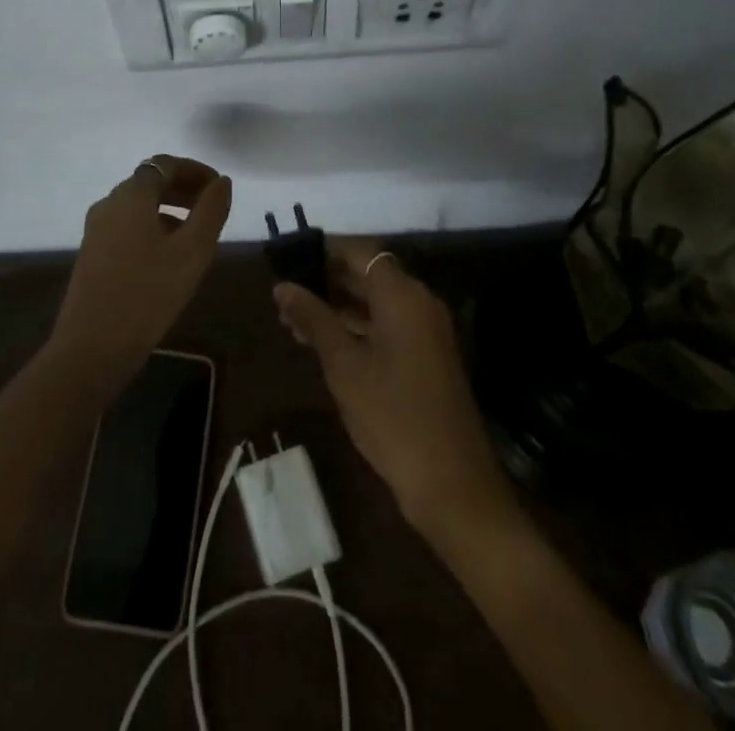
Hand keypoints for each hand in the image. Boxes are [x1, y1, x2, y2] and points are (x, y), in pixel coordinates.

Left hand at [47, 156, 232, 391]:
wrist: (91, 348)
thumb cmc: (148, 294)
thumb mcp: (192, 252)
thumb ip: (211, 211)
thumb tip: (222, 182)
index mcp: (131, 195)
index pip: (165, 164)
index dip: (196, 170)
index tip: (220, 188)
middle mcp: (109, 203)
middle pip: (150, 181)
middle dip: (184, 188)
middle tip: (213, 208)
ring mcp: (97, 229)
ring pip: (139, 206)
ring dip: (170, 209)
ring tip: (197, 234)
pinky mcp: (93, 253)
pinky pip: (128, 226)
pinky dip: (153, 227)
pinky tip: (170, 256)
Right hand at [275, 239, 513, 537]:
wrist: (452, 483)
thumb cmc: (392, 415)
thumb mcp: (344, 365)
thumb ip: (313, 319)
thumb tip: (282, 286)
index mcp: (402, 294)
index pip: (359, 252)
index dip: (323, 252)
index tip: (289, 261)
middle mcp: (419, 302)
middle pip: (368, 275)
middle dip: (326, 282)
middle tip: (285, 296)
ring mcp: (426, 330)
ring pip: (376, 303)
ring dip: (338, 308)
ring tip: (293, 323)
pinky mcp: (427, 356)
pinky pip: (387, 326)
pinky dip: (357, 328)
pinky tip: (323, 345)